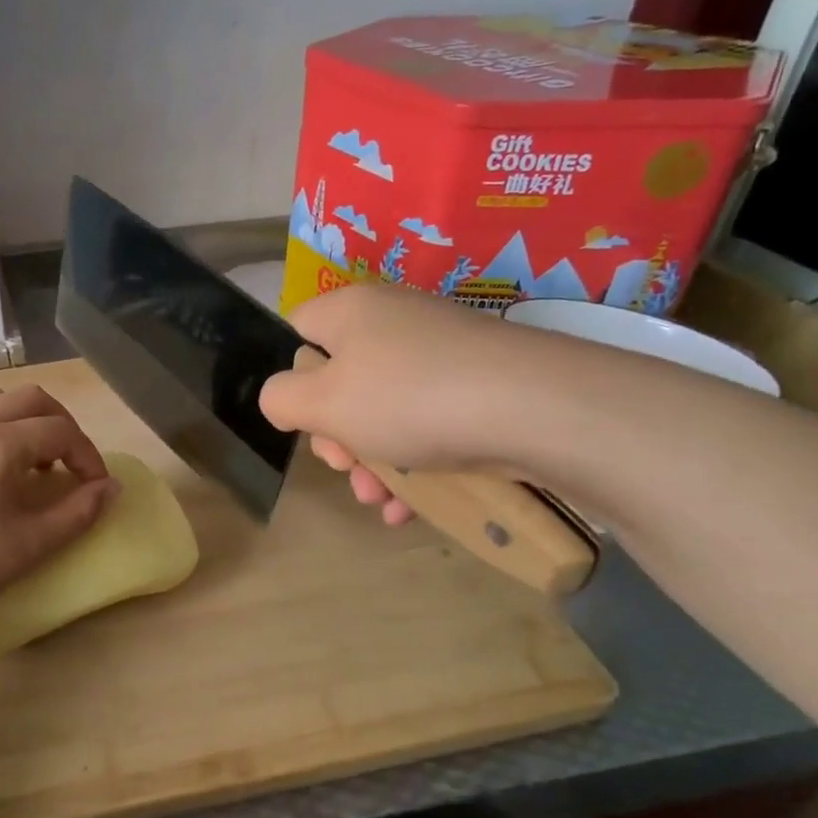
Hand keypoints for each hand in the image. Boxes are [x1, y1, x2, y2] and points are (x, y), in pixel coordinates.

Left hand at [0, 386, 119, 632]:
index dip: (88, 455)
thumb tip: (110, 488)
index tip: (95, 488)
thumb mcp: (30, 545)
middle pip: (31, 398)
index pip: (61, 430)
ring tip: (31, 461)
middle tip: (70, 464)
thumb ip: (79, 512)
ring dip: (25, 420)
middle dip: (62, 425)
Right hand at [258, 284, 541, 521]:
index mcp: (350, 311)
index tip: (305, 418)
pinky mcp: (478, 383)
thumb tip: (282, 398)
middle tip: (346, 467)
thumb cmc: (408, 398)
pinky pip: (427, 421)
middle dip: (336, 436)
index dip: (292, 377)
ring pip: (384, 409)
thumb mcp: (322, 404)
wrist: (537, 409)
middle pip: (341, 378)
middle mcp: (393, 321)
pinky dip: (414, 462)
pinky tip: (410, 506)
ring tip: (379, 499)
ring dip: (372, 461)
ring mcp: (440, 352)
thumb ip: (280, 399)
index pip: (298, 330)